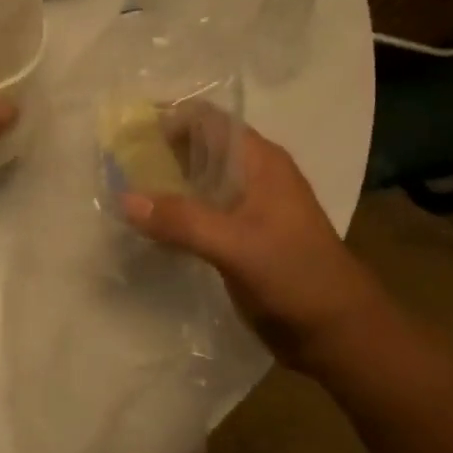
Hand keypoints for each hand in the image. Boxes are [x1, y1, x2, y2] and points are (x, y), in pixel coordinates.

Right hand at [122, 125, 376, 370]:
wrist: (339, 335)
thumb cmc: (296, 276)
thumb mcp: (236, 245)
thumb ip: (181, 220)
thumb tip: (123, 198)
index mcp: (260, 160)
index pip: (208, 119)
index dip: (168, 117)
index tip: (126, 130)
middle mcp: (253, 174)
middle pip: (199, 147)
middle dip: (159, 150)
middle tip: (113, 160)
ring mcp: (248, 207)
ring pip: (198, 181)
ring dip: (164, 182)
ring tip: (118, 187)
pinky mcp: (242, 237)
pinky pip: (200, 212)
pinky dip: (174, 211)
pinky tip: (146, 224)